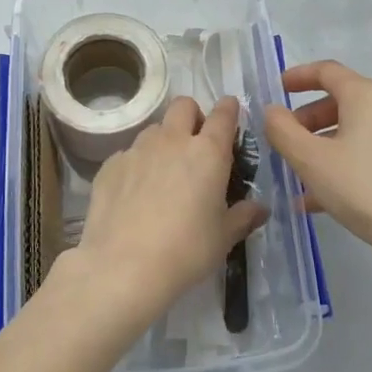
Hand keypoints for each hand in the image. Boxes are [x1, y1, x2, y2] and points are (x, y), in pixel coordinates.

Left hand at [69, 96, 266, 321]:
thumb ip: (243, 217)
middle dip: (193, 116)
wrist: (122, 266)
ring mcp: (137, 149)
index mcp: (207, 152)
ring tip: (164, 173)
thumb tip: (261, 208)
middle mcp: (172, 140)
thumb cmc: (186, 251)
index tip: (231, 113)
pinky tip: (135, 194)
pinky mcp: (110, 164)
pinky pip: (129, 153)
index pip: (223, 114)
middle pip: (184, 105)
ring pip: (155, 128)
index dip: (229, 109)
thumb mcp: (223, 238)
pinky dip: (137, 165)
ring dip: (164, 140)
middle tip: (196, 144)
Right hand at [263, 61, 371, 268]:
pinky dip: (347, 163)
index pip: (327, 71)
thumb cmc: (365, 188)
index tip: (277, 89)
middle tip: (286, 141)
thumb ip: (283, 131)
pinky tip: (327, 198)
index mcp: (366, 95)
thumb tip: (273, 111)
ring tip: (301, 177)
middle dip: (309, 120)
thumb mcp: (311, 160)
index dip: (298, 77)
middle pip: (342, 102)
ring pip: (357, 131)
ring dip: (325, 146)